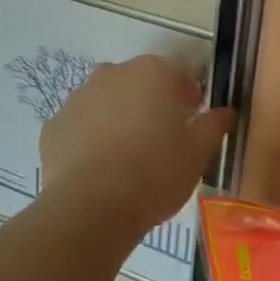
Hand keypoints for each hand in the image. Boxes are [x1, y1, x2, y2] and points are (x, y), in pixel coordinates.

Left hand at [40, 56, 234, 236]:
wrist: (92, 207)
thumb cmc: (155, 173)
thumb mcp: (198, 153)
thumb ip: (214, 124)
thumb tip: (225, 111)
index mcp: (152, 72)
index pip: (179, 74)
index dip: (190, 97)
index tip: (193, 123)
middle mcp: (112, 73)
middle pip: (139, 84)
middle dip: (152, 104)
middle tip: (162, 141)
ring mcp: (78, 97)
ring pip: (106, 102)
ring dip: (118, 119)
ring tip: (128, 158)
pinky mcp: (54, 125)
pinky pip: (80, 126)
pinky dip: (90, 140)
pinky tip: (99, 169)